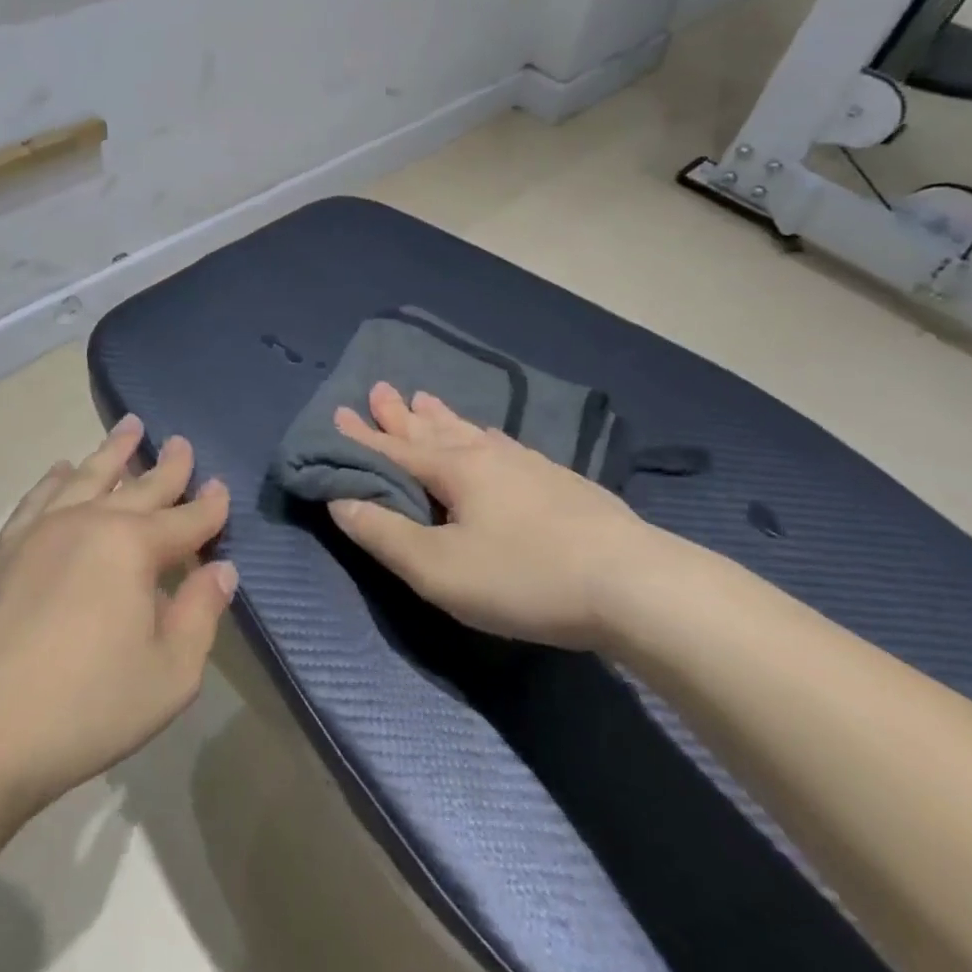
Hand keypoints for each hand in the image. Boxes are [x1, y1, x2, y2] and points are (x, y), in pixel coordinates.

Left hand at [0, 417, 236, 811]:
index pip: (185, 519)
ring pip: (87, 477)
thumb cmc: (85, 707)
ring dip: (112, 451)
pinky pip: (38, 498)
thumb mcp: (169, 674)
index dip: (209, 506)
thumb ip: (200, 615)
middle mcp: (90, 523)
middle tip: (181, 441)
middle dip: (167, 466)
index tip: (222, 486)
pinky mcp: (5, 550)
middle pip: (139, 487)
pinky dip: (55, 478)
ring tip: (128, 427)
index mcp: (133, 548)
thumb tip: (220, 571)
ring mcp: (42, 531)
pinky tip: (62, 469)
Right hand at [327, 382, 666, 650]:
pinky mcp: (558, 480)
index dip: (363, 437)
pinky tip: (491, 435)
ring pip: (471, 431)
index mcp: (454, 471)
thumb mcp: (439, 569)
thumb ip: (384, 534)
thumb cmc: (524, 577)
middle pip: (433, 430)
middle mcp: (486, 455)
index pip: (396, 449)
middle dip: (401, 414)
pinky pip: (504, 444)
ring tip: (425, 399)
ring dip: (442, 418)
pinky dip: (483, 435)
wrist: (632, 583)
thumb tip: (339, 500)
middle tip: (380, 388)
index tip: (339, 411)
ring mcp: (527, 464)